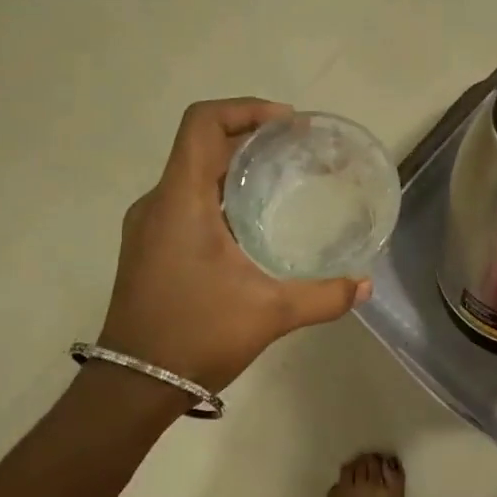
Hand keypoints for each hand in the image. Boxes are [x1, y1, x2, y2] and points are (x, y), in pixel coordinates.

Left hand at [96, 99, 371, 392]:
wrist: (132, 387)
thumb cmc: (196, 336)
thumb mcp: (270, 314)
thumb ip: (323, 296)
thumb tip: (364, 286)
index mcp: (180, 201)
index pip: (203, 123)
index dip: (246, 109)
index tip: (289, 125)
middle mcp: (158, 203)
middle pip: (201, 144)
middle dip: (251, 137)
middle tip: (298, 151)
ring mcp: (149, 226)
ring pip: (193, 174)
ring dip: (235, 168)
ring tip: (283, 182)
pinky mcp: (150, 248)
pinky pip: (187, 201)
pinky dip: (221, 196)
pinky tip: (253, 224)